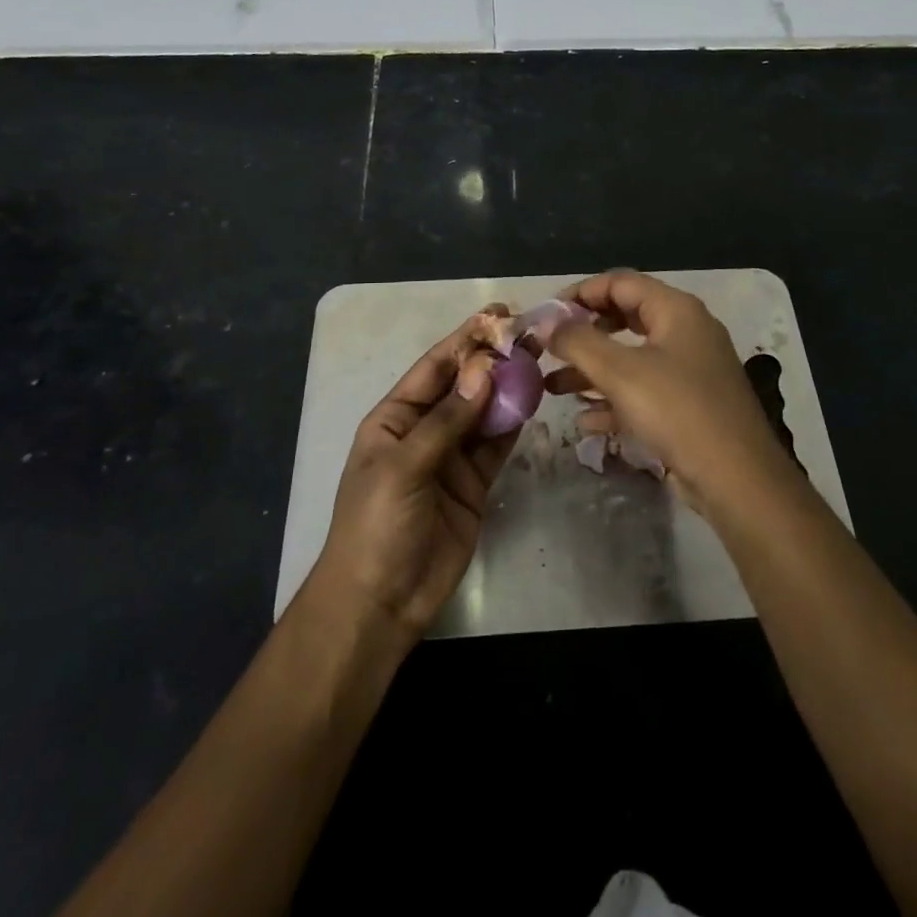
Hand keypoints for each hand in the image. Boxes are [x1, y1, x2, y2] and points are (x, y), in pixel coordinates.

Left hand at [308, 308, 513, 646]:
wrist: (380, 602)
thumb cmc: (376, 525)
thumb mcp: (404, 467)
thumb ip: (447, 420)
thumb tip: (484, 369)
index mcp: (394, 418)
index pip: (434, 367)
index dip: (465, 339)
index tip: (499, 315)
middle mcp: (424, 430)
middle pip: (463, 385)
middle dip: (493, 358)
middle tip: (531, 333)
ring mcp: (451, 457)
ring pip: (484, 411)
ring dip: (509, 386)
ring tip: (540, 357)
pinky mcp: (474, 483)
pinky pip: (496, 443)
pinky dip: (514, 422)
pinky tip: (534, 398)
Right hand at [546, 271, 798, 515]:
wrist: (737, 479)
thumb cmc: (677, 411)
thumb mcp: (620, 372)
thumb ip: (578, 342)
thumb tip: (545, 324)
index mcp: (676, 310)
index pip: (620, 282)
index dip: (580, 293)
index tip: (546, 315)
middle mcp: (685, 332)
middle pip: (625, 317)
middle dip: (584, 334)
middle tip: (550, 348)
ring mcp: (689, 370)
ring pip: (631, 358)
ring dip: (592, 370)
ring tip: (552, 387)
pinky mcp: (688, 406)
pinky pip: (643, 391)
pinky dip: (614, 400)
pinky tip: (585, 421)